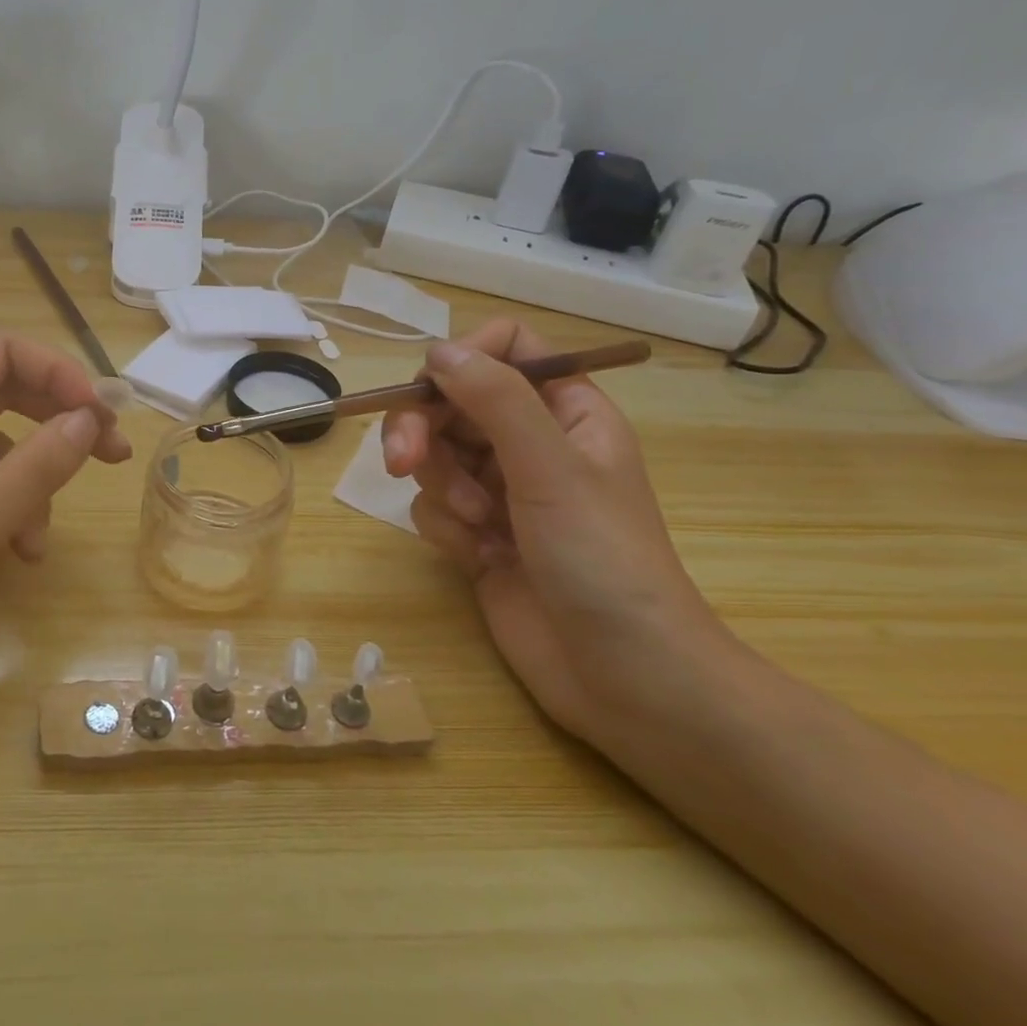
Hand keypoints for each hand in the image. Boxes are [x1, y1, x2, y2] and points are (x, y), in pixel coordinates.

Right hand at [381, 320, 728, 740]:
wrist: (623, 676)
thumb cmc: (603, 560)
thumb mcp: (551, 468)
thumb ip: (495, 401)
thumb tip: (439, 352)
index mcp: (565, 412)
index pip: (506, 349)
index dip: (463, 359)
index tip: (431, 391)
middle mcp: (530, 443)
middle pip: (451, 402)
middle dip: (424, 430)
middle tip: (403, 460)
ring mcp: (501, 490)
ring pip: (434, 455)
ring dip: (442, 488)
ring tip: (478, 527)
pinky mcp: (477, 534)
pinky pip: (433, 505)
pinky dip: (446, 528)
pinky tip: (479, 557)